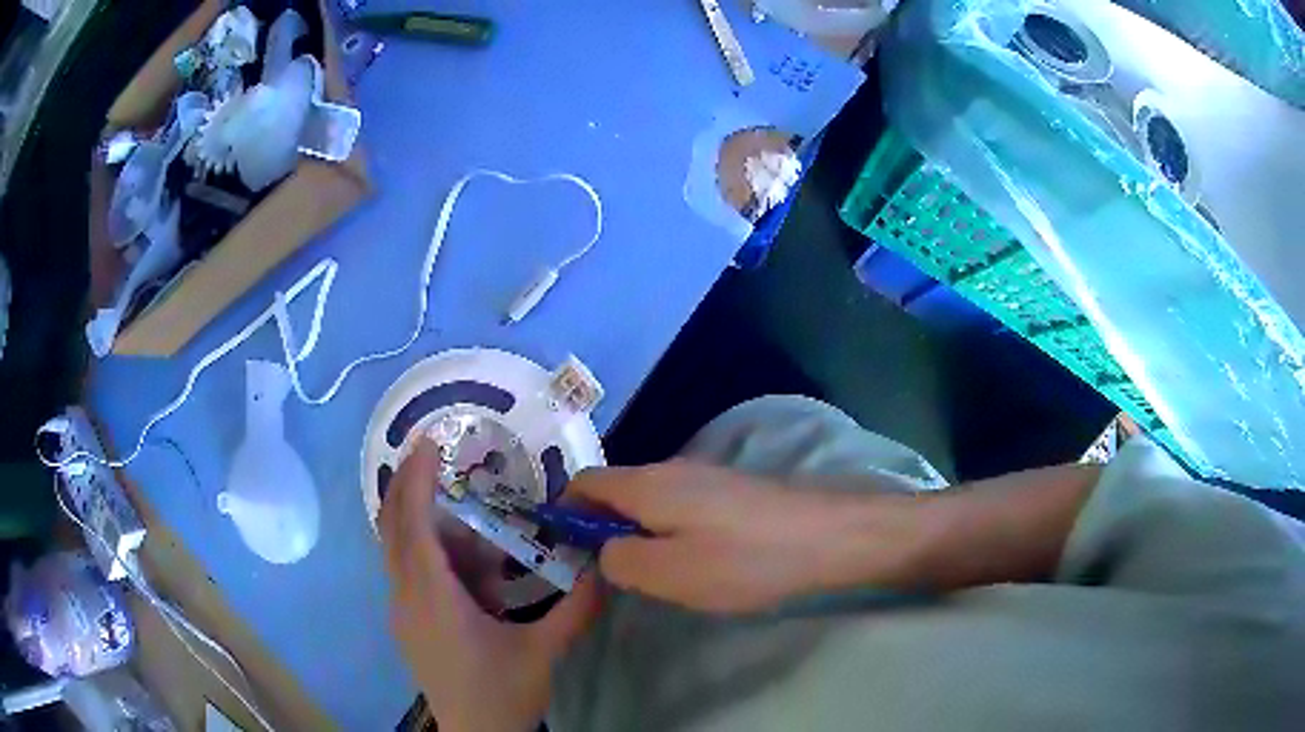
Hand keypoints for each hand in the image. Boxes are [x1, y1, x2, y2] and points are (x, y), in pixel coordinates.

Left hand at [379, 440, 600, 731]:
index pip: (413, 523)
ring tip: (463, 507)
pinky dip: (429, 550)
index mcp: (432, 597)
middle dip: (408, 483)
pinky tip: (469, 562)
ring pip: (398, 548)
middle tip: (435, 453)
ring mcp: (402, 611)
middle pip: (392, 526)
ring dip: (421, 519)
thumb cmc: (501, 694)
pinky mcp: (409, 623)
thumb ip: (576, 608)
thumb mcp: (543, 652)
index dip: (417, 477)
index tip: (430, 440)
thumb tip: (605, 566)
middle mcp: (406, 596)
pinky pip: (409, 571)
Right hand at [566, 460, 917, 612]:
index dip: (564, 511)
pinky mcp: (732, 494)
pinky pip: (681, 509)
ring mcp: (706, 479)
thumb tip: (606, 552)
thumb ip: (621, 562)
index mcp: (646, 483)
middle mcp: (672, 469)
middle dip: (600, 528)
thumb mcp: (669, 573)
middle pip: (617, 491)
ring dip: (637, 533)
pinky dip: (668, 532)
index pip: (584, 483)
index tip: (560, 549)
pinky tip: (690, 562)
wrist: (830, 537)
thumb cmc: (745, 559)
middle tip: (602, 573)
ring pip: (650, 502)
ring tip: (644, 574)